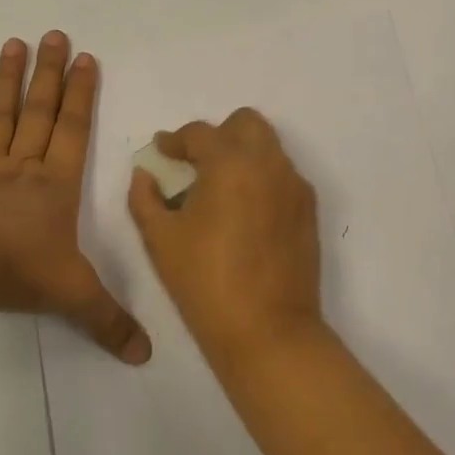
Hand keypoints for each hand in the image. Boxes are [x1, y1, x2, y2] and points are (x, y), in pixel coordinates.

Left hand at [0, 32, 149, 363]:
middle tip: (54, 35)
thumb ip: (110, 321)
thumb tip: (146, 355)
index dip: (83, 95)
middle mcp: (22, 169)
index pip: (75, 131)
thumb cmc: (21, 271)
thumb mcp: (76, 297)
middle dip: (50, 75)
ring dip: (4, 83)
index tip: (87, 58)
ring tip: (12, 44)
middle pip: (40, 113)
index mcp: (55, 186)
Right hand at [127, 109, 324, 364]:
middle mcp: (269, 163)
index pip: (200, 133)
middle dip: (218, 135)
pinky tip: (244, 213)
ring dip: (242, 155)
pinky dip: (261, 178)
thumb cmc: (205, 282)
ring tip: (219, 190)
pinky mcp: (308, 210)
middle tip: (196, 165)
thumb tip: (145, 175)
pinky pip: (283, 175)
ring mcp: (295, 186)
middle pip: (246, 123)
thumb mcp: (160, 239)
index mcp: (230, 163)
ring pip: (268, 147)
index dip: (175, 140)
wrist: (268, 331)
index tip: (162, 152)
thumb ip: (145, 198)